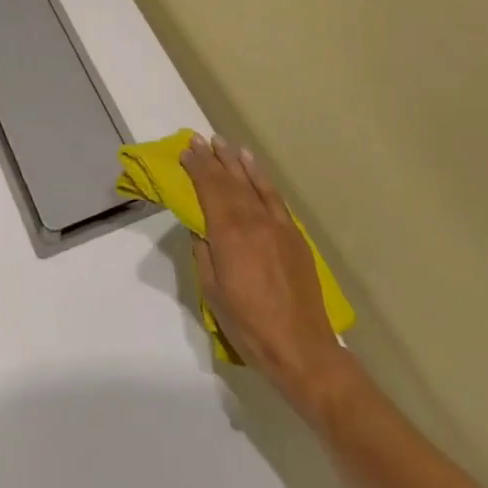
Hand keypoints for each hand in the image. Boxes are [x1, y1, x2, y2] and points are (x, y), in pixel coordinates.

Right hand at [181, 132, 349, 420]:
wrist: (301, 348)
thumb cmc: (248, 324)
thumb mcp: (212, 291)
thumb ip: (203, 252)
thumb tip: (199, 227)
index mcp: (229, 234)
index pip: (209, 189)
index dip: (197, 168)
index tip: (186, 150)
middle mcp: (253, 220)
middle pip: (229, 181)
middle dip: (212, 159)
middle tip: (198, 139)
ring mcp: (277, 225)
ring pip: (252, 183)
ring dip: (235, 162)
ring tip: (223, 143)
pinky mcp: (294, 234)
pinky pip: (273, 197)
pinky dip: (261, 178)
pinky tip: (252, 166)